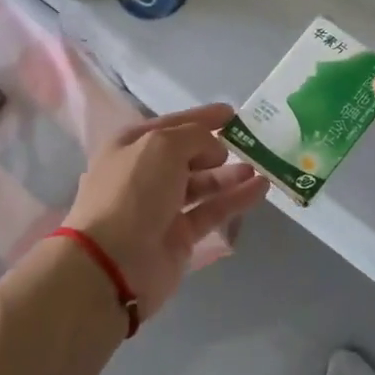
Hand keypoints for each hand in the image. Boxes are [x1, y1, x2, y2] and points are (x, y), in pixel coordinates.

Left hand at [59, 103, 269, 321]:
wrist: (114, 262)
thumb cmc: (133, 191)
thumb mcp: (162, 145)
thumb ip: (195, 136)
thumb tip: (214, 150)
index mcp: (130, 146)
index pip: (171, 124)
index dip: (201, 117)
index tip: (232, 113)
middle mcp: (144, 174)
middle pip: (186, 155)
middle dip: (216, 148)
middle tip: (247, 144)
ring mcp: (161, 207)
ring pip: (202, 184)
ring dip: (229, 174)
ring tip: (258, 167)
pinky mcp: (180, 236)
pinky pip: (212, 210)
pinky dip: (235, 199)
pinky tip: (260, 188)